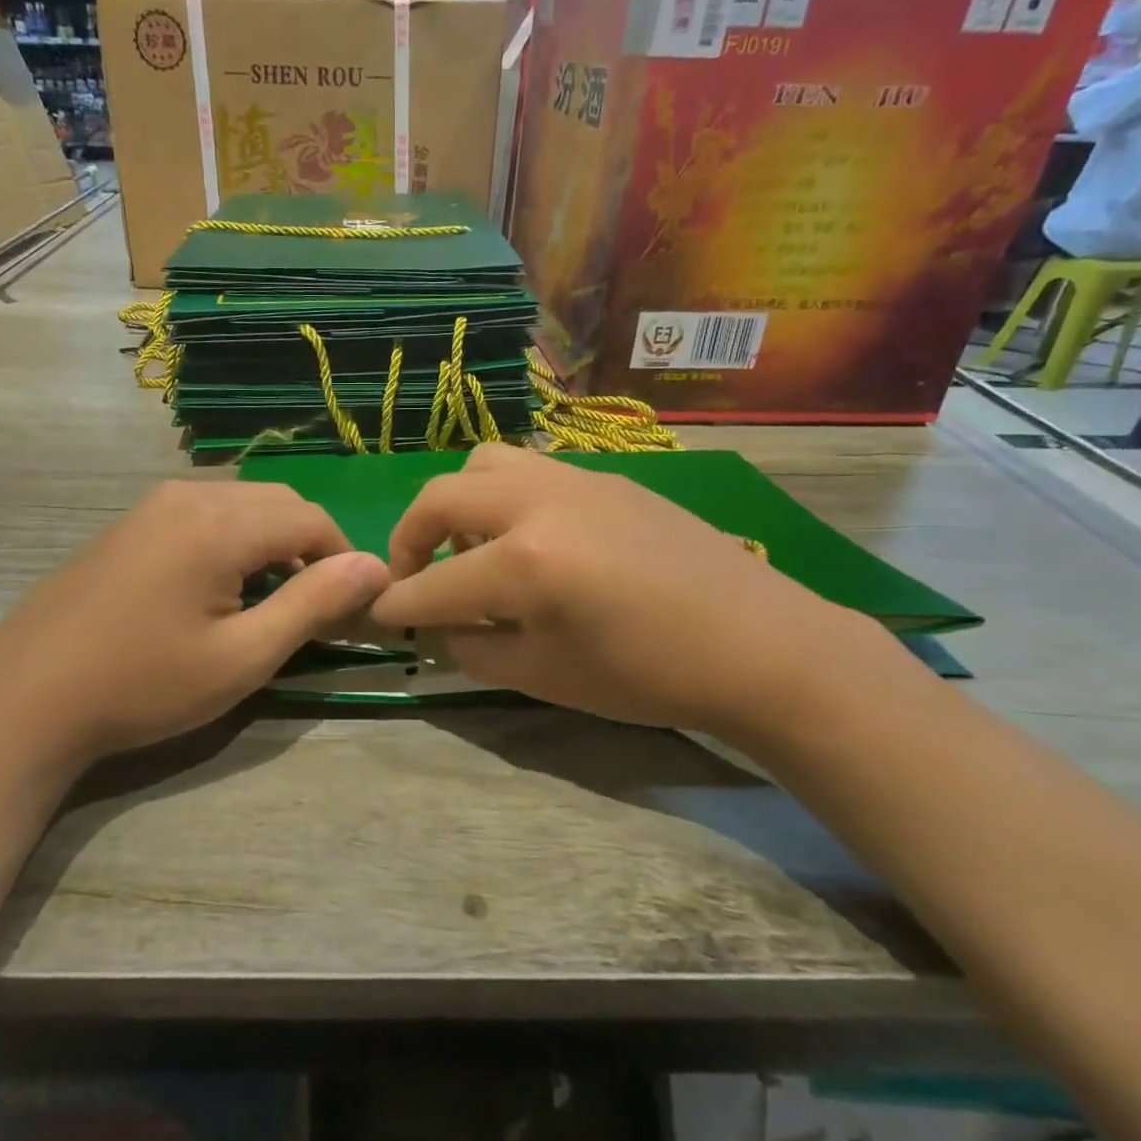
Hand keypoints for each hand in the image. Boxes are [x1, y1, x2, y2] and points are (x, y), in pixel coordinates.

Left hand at [0, 480, 389, 767]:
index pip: (311, 518)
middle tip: (314, 606)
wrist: (25, 699)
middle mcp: (188, 495)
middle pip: (278, 502)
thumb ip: (313, 603)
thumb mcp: (243, 656)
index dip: (344, 557)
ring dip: (272, 541)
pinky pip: (204, 514)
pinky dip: (234, 540)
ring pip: (241, 504)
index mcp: (220, 522)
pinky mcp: (130, 524)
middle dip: (310, 546)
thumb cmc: (144, 684)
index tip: (353, 605)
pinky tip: (217, 588)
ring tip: (269, 599)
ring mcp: (152, 506)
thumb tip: (375, 566)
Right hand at [369, 444, 866, 739]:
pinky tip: (532, 541)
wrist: (760, 643)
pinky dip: (505, 499)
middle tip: (417, 577)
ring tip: (475, 549)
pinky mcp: (607, 477)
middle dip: (411, 537)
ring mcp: (576, 480)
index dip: (398, 605)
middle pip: (442, 497)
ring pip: (485, 464)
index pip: (433, 584)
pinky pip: (532, 470)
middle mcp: (539, 503)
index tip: (380, 616)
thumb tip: (442, 629)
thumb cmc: (650, 675)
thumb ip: (476, 648)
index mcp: (524, 562)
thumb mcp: (547, 676)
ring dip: (460, 504)